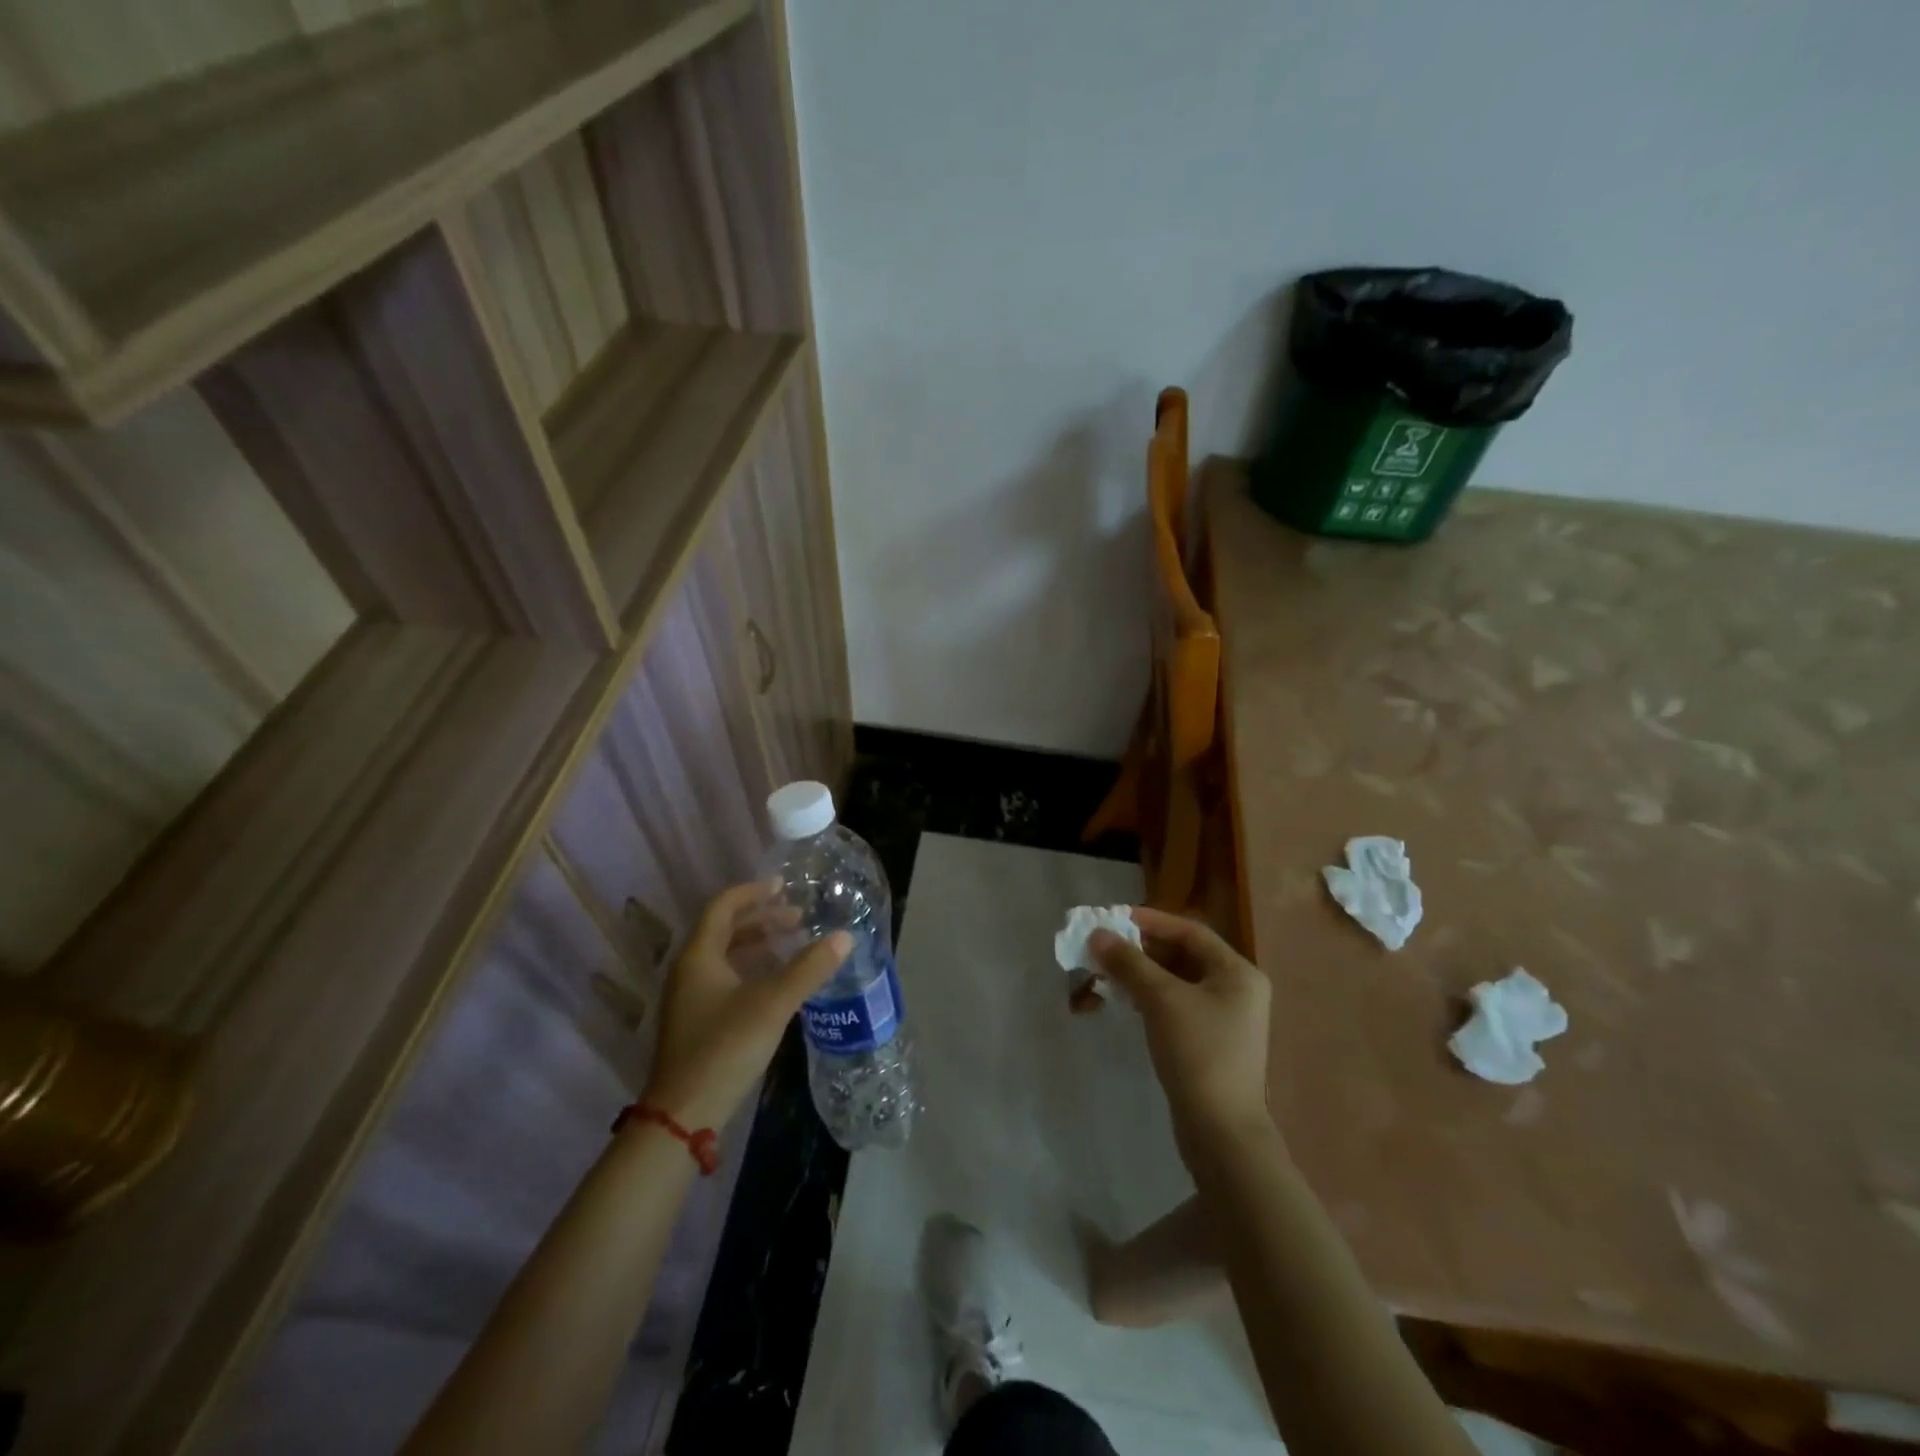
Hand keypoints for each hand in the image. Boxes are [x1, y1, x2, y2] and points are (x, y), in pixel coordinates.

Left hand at [640, 880, 851, 1131]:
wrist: (684, 1115)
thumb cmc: (725, 1048)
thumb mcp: (773, 1004)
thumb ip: (809, 969)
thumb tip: (845, 937)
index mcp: (699, 956)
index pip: (723, 906)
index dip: (753, 892)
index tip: (784, 886)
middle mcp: (689, 970)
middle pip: (724, 929)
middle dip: (761, 918)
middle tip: (798, 917)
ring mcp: (690, 998)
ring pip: (725, 955)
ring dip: (758, 944)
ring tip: (792, 943)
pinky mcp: (696, 1022)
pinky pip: (725, 977)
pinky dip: (751, 968)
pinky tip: (776, 982)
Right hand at [1090, 908, 1273, 1156]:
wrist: (1221, 1132)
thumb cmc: (1198, 1053)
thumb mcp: (1160, 1000)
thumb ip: (1128, 963)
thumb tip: (1097, 934)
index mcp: (1237, 972)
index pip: (1190, 932)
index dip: (1151, 921)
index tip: (1115, 918)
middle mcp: (1236, 990)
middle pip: (1181, 956)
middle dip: (1139, 951)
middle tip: (1104, 948)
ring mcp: (1225, 1018)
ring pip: (1175, 983)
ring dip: (1139, 975)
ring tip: (1105, 975)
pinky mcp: (1210, 1042)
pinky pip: (1175, 1006)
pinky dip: (1148, 999)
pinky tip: (1124, 1003)